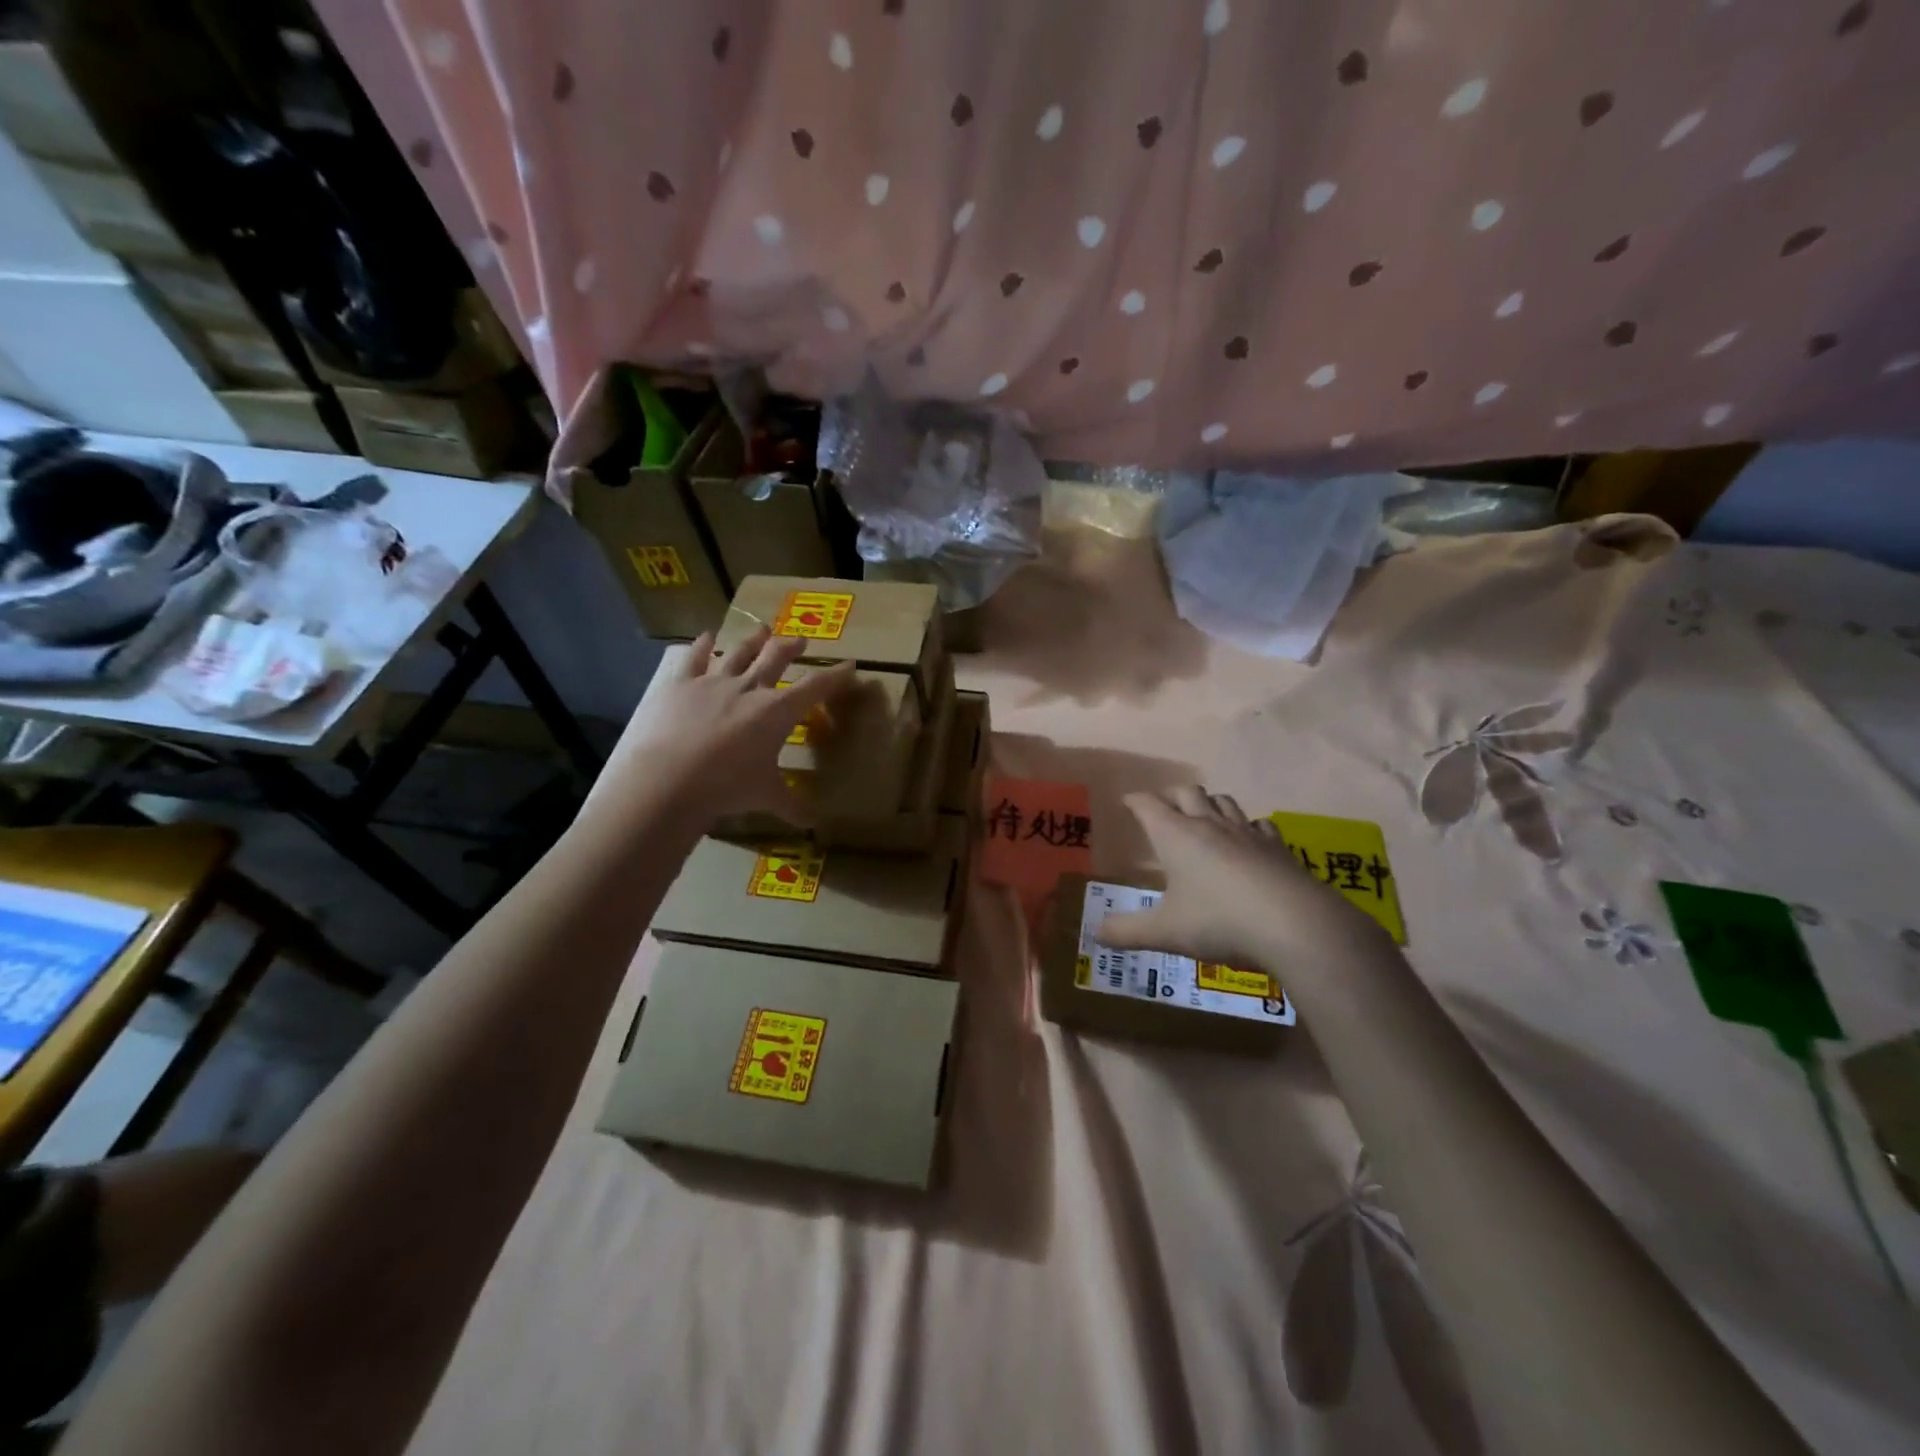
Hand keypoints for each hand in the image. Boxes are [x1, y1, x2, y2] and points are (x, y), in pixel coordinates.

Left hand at [582, 628, 853, 834]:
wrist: (669, 779)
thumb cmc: (728, 787)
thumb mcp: (766, 797)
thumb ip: (792, 805)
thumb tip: (813, 824)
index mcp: (777, 712)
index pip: (815, 687)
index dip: (835, 675)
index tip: (849, 665)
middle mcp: (749, 688)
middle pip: (776, 657)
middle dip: (791, 647)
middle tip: (800, 640)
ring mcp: (713, 682)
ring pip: (739, 652)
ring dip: (753, 640)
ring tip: (762, 629)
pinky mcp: (680, 684)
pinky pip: (694, 658)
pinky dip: (702, 646)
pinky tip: (706, 636)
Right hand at [1096, 786, 1379, 967]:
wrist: (1294, 925)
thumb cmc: (1218, 922)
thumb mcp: (1165, 932)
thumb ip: (1127, 932)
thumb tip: (1095, 934)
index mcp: (1175, 835)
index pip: (1148, 805)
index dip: (1135, 801)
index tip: (1127, 802)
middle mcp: (1209, 824)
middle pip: (1188, 792)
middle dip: (1171, 796)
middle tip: (1163, 808)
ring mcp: (1247, 832)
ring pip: (1224, 801)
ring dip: (1209, 803)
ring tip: (1203, 817)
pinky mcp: (1277, 846)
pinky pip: (1259, 823)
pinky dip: (1247, 826)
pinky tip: (1248, 840)